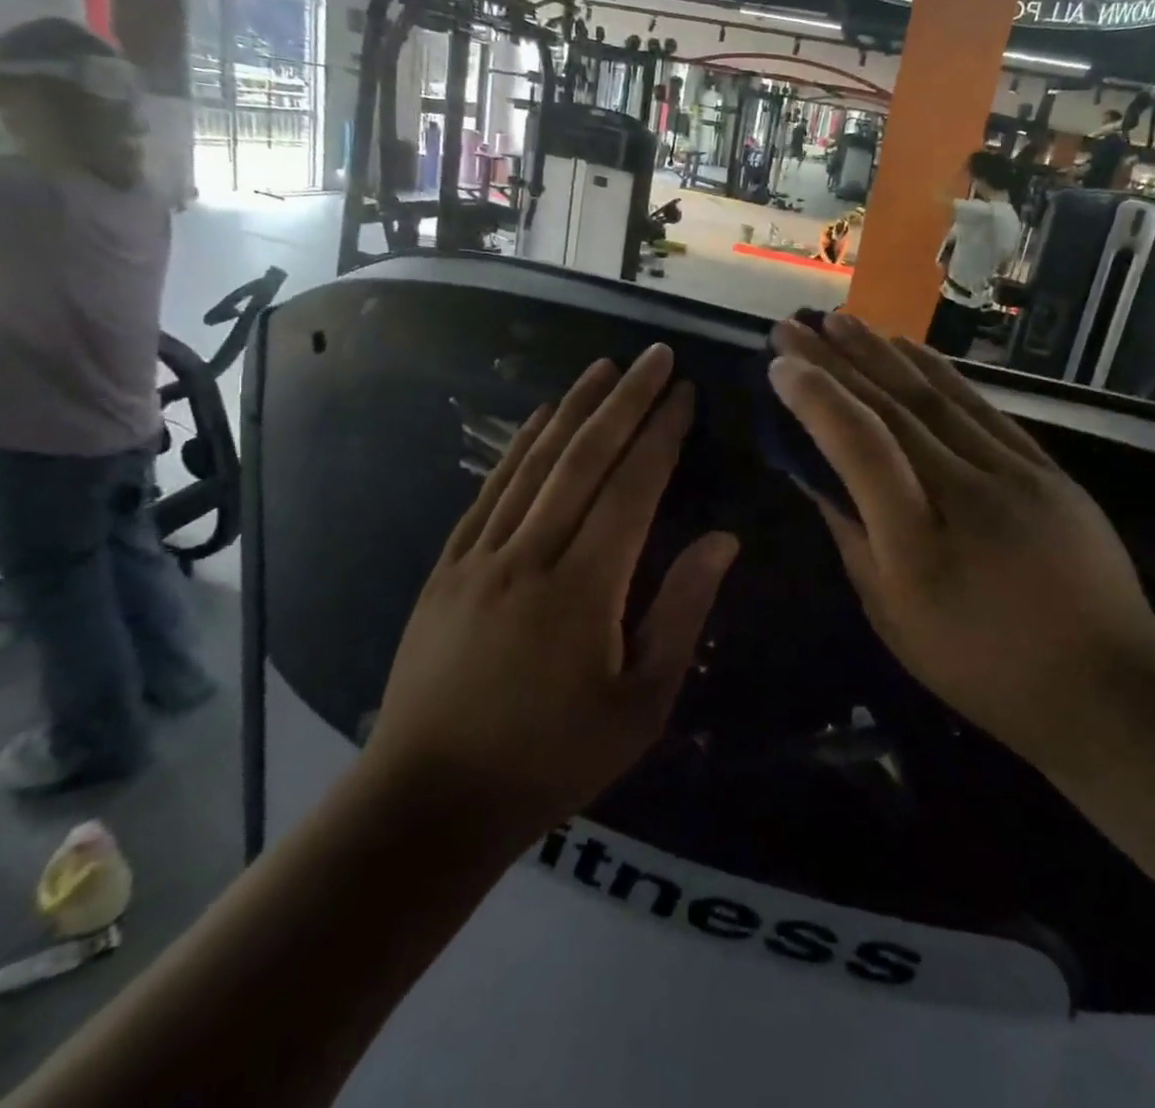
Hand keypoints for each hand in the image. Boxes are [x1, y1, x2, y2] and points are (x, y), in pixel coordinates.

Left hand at [365, 344, 737, 835]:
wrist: (431, 799)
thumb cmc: (552, 759)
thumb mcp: (641, 705)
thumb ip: (681, 612)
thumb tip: (723, 540)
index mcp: (585, 587)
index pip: (633, 488)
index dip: (662, 434)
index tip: (685, 393)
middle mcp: (531, 554)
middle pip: (584, 459)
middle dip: (625, 400)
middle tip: (654, 356)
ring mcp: (481, 555)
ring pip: (535, 463)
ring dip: (573, 408)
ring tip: (602, 366)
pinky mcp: (448, 566)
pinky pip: (489, 490)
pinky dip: (517, 446)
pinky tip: (537, 419)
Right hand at [768, 312, 1154, 771]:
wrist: (1105, 684)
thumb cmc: (981, 667)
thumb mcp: (893, 617)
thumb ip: (851, 537)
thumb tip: (814, 474)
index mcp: (918, 546)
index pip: (861, 449)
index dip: (817, 400)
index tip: (780, 366)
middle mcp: (966, 495)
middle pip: (892, 411)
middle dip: (835, 361)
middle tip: (794, 326)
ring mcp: (1014, 475)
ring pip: (935, 398)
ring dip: (881, 353)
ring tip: (839, 320)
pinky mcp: (1044, 468)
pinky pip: (981, 406)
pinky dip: (939, 371)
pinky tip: (907, 347)